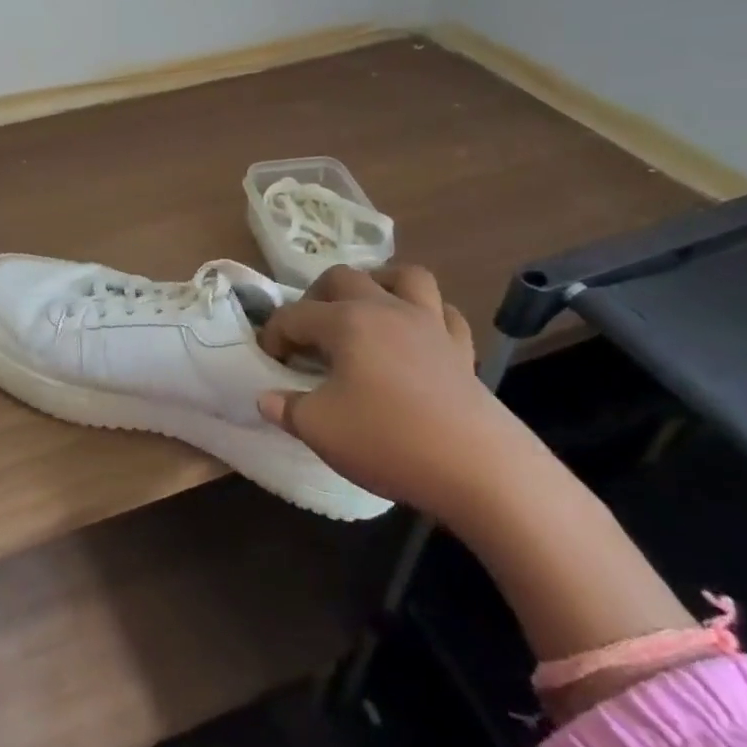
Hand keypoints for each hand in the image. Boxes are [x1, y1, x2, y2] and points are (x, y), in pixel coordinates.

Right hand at [256, 265, 533, 522]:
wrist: (478, 469)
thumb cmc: (387, 440)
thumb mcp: (319, 429)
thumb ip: (287, 407)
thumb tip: (268, 397)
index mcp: (346, 322)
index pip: (295, 315)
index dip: (274, 334)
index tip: (269, 360)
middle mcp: (386, 309)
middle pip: (344, 277)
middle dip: (316, 297)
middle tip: (308, 331)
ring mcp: (429, 325)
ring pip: (404, 277)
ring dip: (379, 283)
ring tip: (365, 309)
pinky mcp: (461, 350)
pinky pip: (444, 314)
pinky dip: (426, 315)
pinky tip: (415, 336)